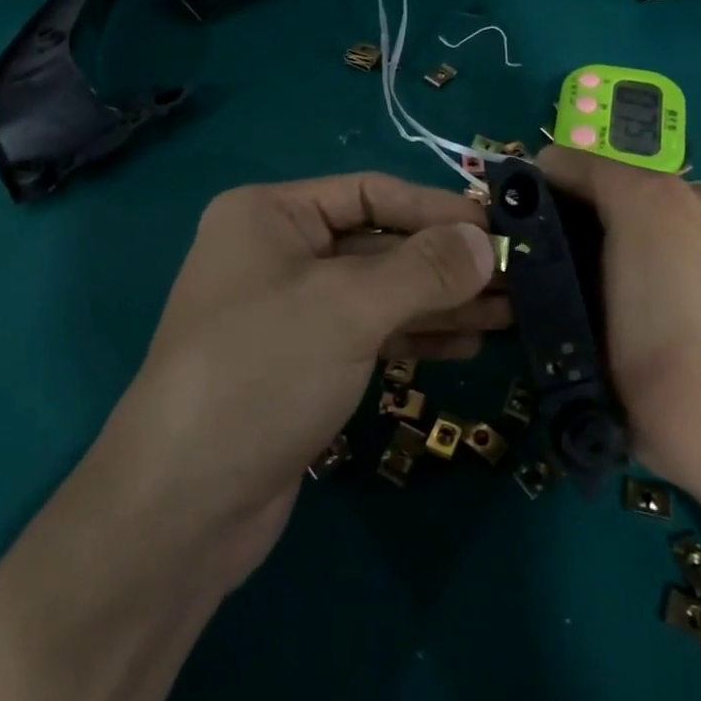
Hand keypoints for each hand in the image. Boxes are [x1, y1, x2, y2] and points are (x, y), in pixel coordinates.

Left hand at [104, 172, 503, 579]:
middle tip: (519, 277)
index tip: (500, 230)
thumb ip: (423, 269)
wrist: (182, 506)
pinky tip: (468, 344)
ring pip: (380, 293)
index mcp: (270, 215)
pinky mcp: (302, 363)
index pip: (370, 193)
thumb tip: (485, 241)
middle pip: (379, 243)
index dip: (437, 209)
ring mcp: (289, 311)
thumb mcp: (346, 308)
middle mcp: (277, 253)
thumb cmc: (260, 373)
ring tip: (511, 312)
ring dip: (442, 302)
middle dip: (446, 262)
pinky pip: (369, 334)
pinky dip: (416, 336)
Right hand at [536, 148, 700, 520]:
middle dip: (612, 217)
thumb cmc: (671, 397)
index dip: (551, 182)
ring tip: (663, 295)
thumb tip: (568, 255)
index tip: (534, 209)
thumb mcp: (591, 335)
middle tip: (599, 269)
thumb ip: (571, 273)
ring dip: (666, 235)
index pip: (583, 166)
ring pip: (691, 211)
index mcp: (655, 206)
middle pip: (641, 188)